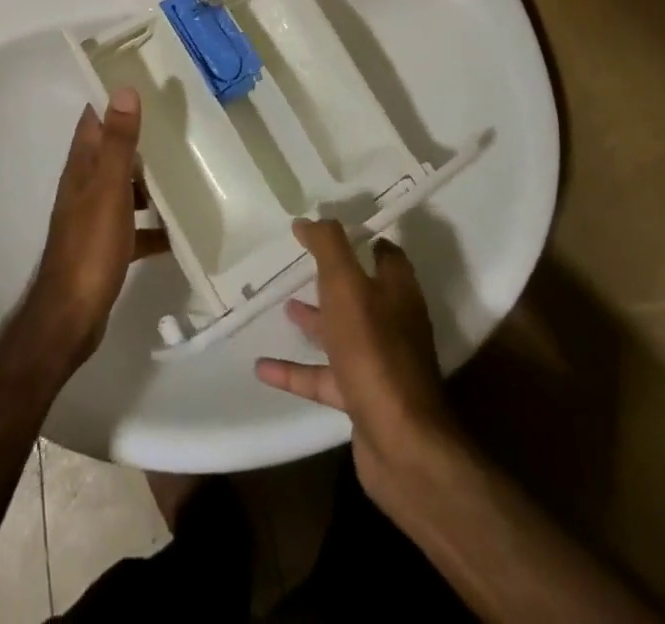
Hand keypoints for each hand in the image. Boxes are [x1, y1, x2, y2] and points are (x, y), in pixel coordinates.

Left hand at [15, 89, 168, 374]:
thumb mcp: (109, 189)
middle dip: (140, 137)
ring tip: (186, 171)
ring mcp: (94, 218)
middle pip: (112, 152)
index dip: (112, 99)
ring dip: (149, 181)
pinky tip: (179, 230)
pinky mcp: (106, 247)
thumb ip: (119, 142)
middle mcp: (84, 187)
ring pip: (125, 188)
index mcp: (82, 168)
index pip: (94, 120)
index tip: (143, 80)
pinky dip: (153, 225)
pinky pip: (135, 227)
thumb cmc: (89, 246)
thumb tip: (124, 90)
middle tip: (178, 123)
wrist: (70, 317)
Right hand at [255, 220, 457, 511]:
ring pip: (343, 334)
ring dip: (316, 321)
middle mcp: (393, 324)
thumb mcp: (347, 287)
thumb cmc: (374, 351)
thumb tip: (309, 219)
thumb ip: (329, 247)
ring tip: (284, 306)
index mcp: (397, 292)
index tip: (330, 230)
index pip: (385, 255)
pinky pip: (323, 378)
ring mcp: (379, 364)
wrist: (401, 444)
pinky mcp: (362, 399)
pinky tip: (262, 367)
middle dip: (335, 279)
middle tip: (303, 265)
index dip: (362, 240)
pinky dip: (295, 371)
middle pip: (363, 293)